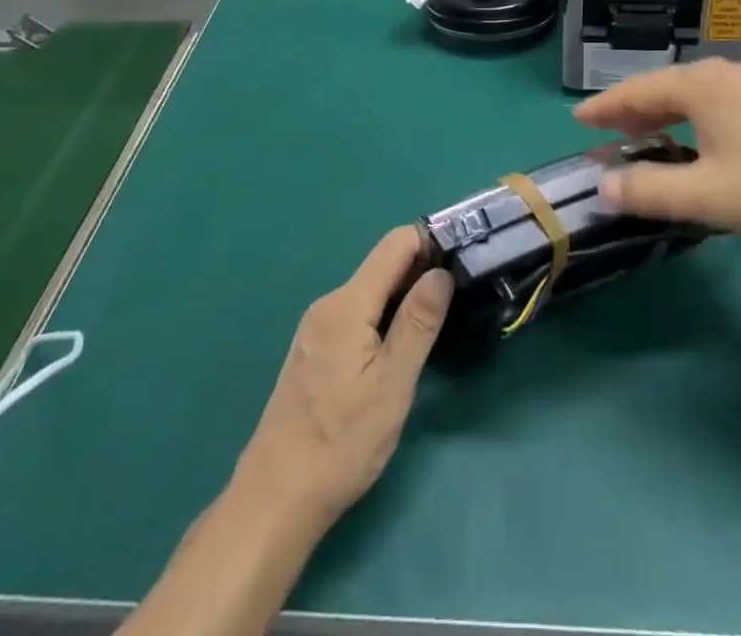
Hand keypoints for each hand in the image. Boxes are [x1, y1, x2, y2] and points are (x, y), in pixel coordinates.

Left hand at [231, 227, 453, 531]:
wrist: (275, 500)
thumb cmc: (341, 444)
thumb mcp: (392, 384)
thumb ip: (418, 322)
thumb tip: (441, 272)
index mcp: (347, 305)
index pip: (396, 244)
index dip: (432, 241)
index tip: (465, 256)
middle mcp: (329, 305)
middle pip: (384, 265)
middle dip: (423, 268)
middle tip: (464, 289)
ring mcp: (318, 328)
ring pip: (372, 291)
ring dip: (406, 293)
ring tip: (443, 315)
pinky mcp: (316, 350)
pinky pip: (359, 313)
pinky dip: (386, 315)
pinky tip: (404, 342)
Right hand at [574, 59, 740, 243]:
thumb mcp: (710, 195)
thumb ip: (651, 190)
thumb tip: (604, 186)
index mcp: (701, 87)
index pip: (637, 91)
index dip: (605, 106)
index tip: (578, 119)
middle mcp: (724, 75)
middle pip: (664, 87)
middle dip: (633, 110)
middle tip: (609, 134)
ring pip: (694, 95)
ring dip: (664, 115)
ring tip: (648, 138)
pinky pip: (717, 103)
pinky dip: (693, 118)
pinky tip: (701, 142)